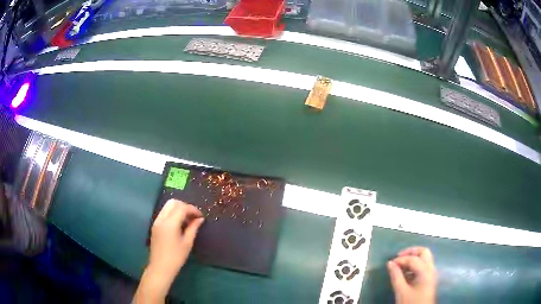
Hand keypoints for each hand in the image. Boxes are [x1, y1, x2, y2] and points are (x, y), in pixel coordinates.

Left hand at [134, 200, 203, 302]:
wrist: (160, 267)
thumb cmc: (176, 257)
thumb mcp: (187, 243)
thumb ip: (193, 228)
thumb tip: (200, 219)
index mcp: (170, 223)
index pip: (182, 208)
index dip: (193, 209)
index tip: (201, 216)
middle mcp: (161, 219)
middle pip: (173, 202)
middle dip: (185, 206)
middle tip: (193, 216)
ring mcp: (157, 221)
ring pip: (167, 206)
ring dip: (178, 209)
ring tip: (187, 220)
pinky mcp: (155, 225)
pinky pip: (164, 213)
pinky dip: (173, 213)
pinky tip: (179, 224)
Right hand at [387, 247, 436, 303]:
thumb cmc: (411, 303)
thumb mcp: (401, 291)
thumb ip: (396, 276)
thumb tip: (390, 263)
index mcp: (425, 271)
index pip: (413, 259)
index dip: (401, 259)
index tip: (390, 264)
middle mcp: (431, 269)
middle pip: (424, 252)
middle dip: (411, 252)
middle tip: (399, 257)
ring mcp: (431, 273)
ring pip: (425, 258)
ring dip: (413, 258)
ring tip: (401, 265)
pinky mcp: (429, 279)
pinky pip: (424, 266)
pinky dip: (415, 265)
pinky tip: (406, 273)